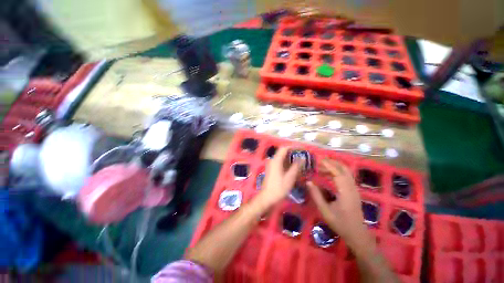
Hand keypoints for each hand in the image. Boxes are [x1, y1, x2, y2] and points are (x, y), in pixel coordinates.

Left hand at [258, 147, 300, 207]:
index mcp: (276, 160)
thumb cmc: (278, 188)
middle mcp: (273, 160)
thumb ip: (296, 167)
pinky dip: (287, 163)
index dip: (293, 147)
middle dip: (293, 152)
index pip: (284, 148)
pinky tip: (293, 167)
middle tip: (302, 155)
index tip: (302, 149)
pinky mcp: (272, 169)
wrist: (267, 197)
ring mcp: (272, 165)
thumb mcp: (289, 178)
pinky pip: (280, 162)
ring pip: (282, 157)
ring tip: (300, 161)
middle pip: (283, 152)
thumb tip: (302, 158)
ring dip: (290, 158)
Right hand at [307, 159, 366, 240]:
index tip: (319, 161)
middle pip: (344, 169)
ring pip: (346, 172)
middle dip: (333, 163)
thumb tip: (308, 182)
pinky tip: (328, 176)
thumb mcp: (325, 210)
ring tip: (322, 168)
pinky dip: (337, 172)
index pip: (338, 173)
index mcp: (345, 192)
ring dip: (335, 167)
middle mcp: (352, 188)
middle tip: (320, 161)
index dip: (328, 165)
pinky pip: (346, 177)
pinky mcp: (354, 191)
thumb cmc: (340, 223)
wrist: (357, 234)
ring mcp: (354, 189)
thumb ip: (316, 195)